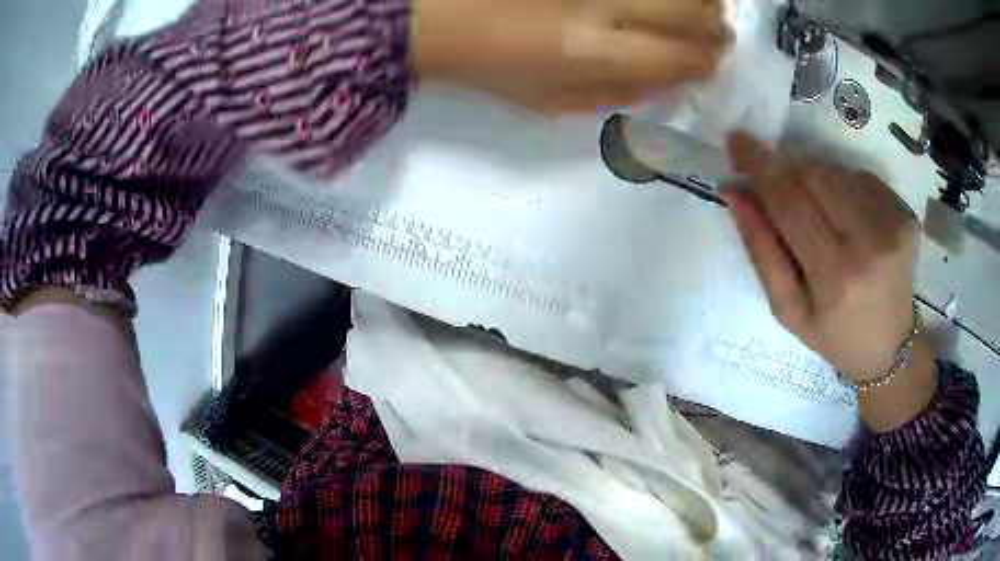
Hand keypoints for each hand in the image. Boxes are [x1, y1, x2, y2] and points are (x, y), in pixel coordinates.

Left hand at [412, 0, 728, 111]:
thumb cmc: (486, 64)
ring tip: (697, 9)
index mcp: (593, 51)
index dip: (705, 62)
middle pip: (692, 9)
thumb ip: (616, 94)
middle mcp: (602, 4)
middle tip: (715, 32)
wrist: (432, 16)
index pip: (681, 57)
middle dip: (715, 27)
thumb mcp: (549, 100)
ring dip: (700, 0)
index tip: (709, 63)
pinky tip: (664, 1)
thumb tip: (672, 83)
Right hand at [721, 133, 921, 384]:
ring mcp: (893, 225)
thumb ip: (761, 250)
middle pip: (813, 176)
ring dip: (815, 180)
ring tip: (819, 215)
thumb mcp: (788, 309)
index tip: (736, 141)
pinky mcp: (905, 214)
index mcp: (835, 277)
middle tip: (780, 189)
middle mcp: (869, 244)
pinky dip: (843, 186)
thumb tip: (735, 192)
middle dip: (787, 173)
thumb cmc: (834, 335)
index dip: (760, 168)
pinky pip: (861, 178)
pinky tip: (847, 217)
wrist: (890, 347)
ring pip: (836, 171)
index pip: (789, 203)